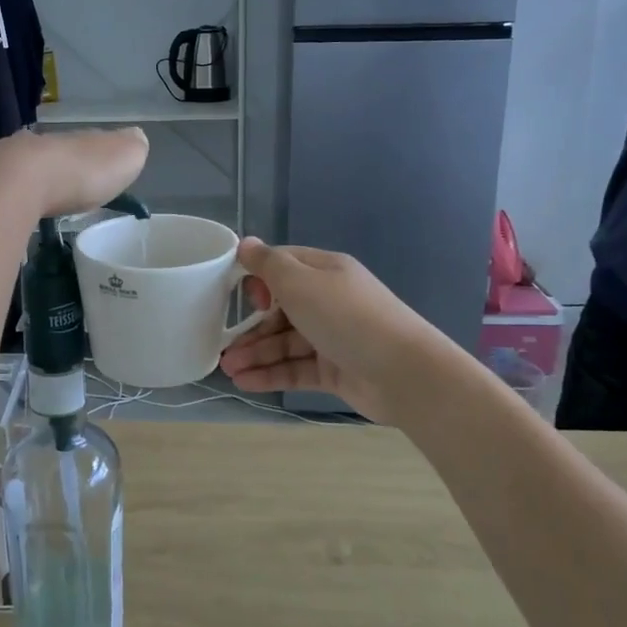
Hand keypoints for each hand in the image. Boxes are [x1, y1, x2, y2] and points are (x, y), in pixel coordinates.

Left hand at [0, 127, 148, 219]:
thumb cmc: (80, 172)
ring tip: (46, 203)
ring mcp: (15, 163)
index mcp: (81, 139)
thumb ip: (131, 148)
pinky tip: (20, 211)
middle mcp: (47, 146)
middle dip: (67, 170)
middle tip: (74, 190)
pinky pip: (10, 191)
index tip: (103, 173)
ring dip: (39, 185)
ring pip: (32, 171)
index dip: (100, 157)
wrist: (19, 180)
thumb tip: (136, 137)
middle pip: (60, 156)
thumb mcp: (122, 157)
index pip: (93, 143)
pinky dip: (17, 200)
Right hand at [219, 240, 436, 421]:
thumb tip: (246, 243)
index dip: (258, 279)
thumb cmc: (346, 317)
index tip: (242, 297)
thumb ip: (268, 264)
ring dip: (256, 353)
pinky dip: (271, 373)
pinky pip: (296, 368)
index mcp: (324, 271)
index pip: (282, 267)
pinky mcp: (334, 370)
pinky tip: (245, 382)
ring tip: (228, 369)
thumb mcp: (301, 283)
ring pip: (285, 342)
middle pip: (280, 309)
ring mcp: (332, 337)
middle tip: (224, 345)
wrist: (403, 372)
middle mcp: (328, 300)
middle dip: (251, 326)